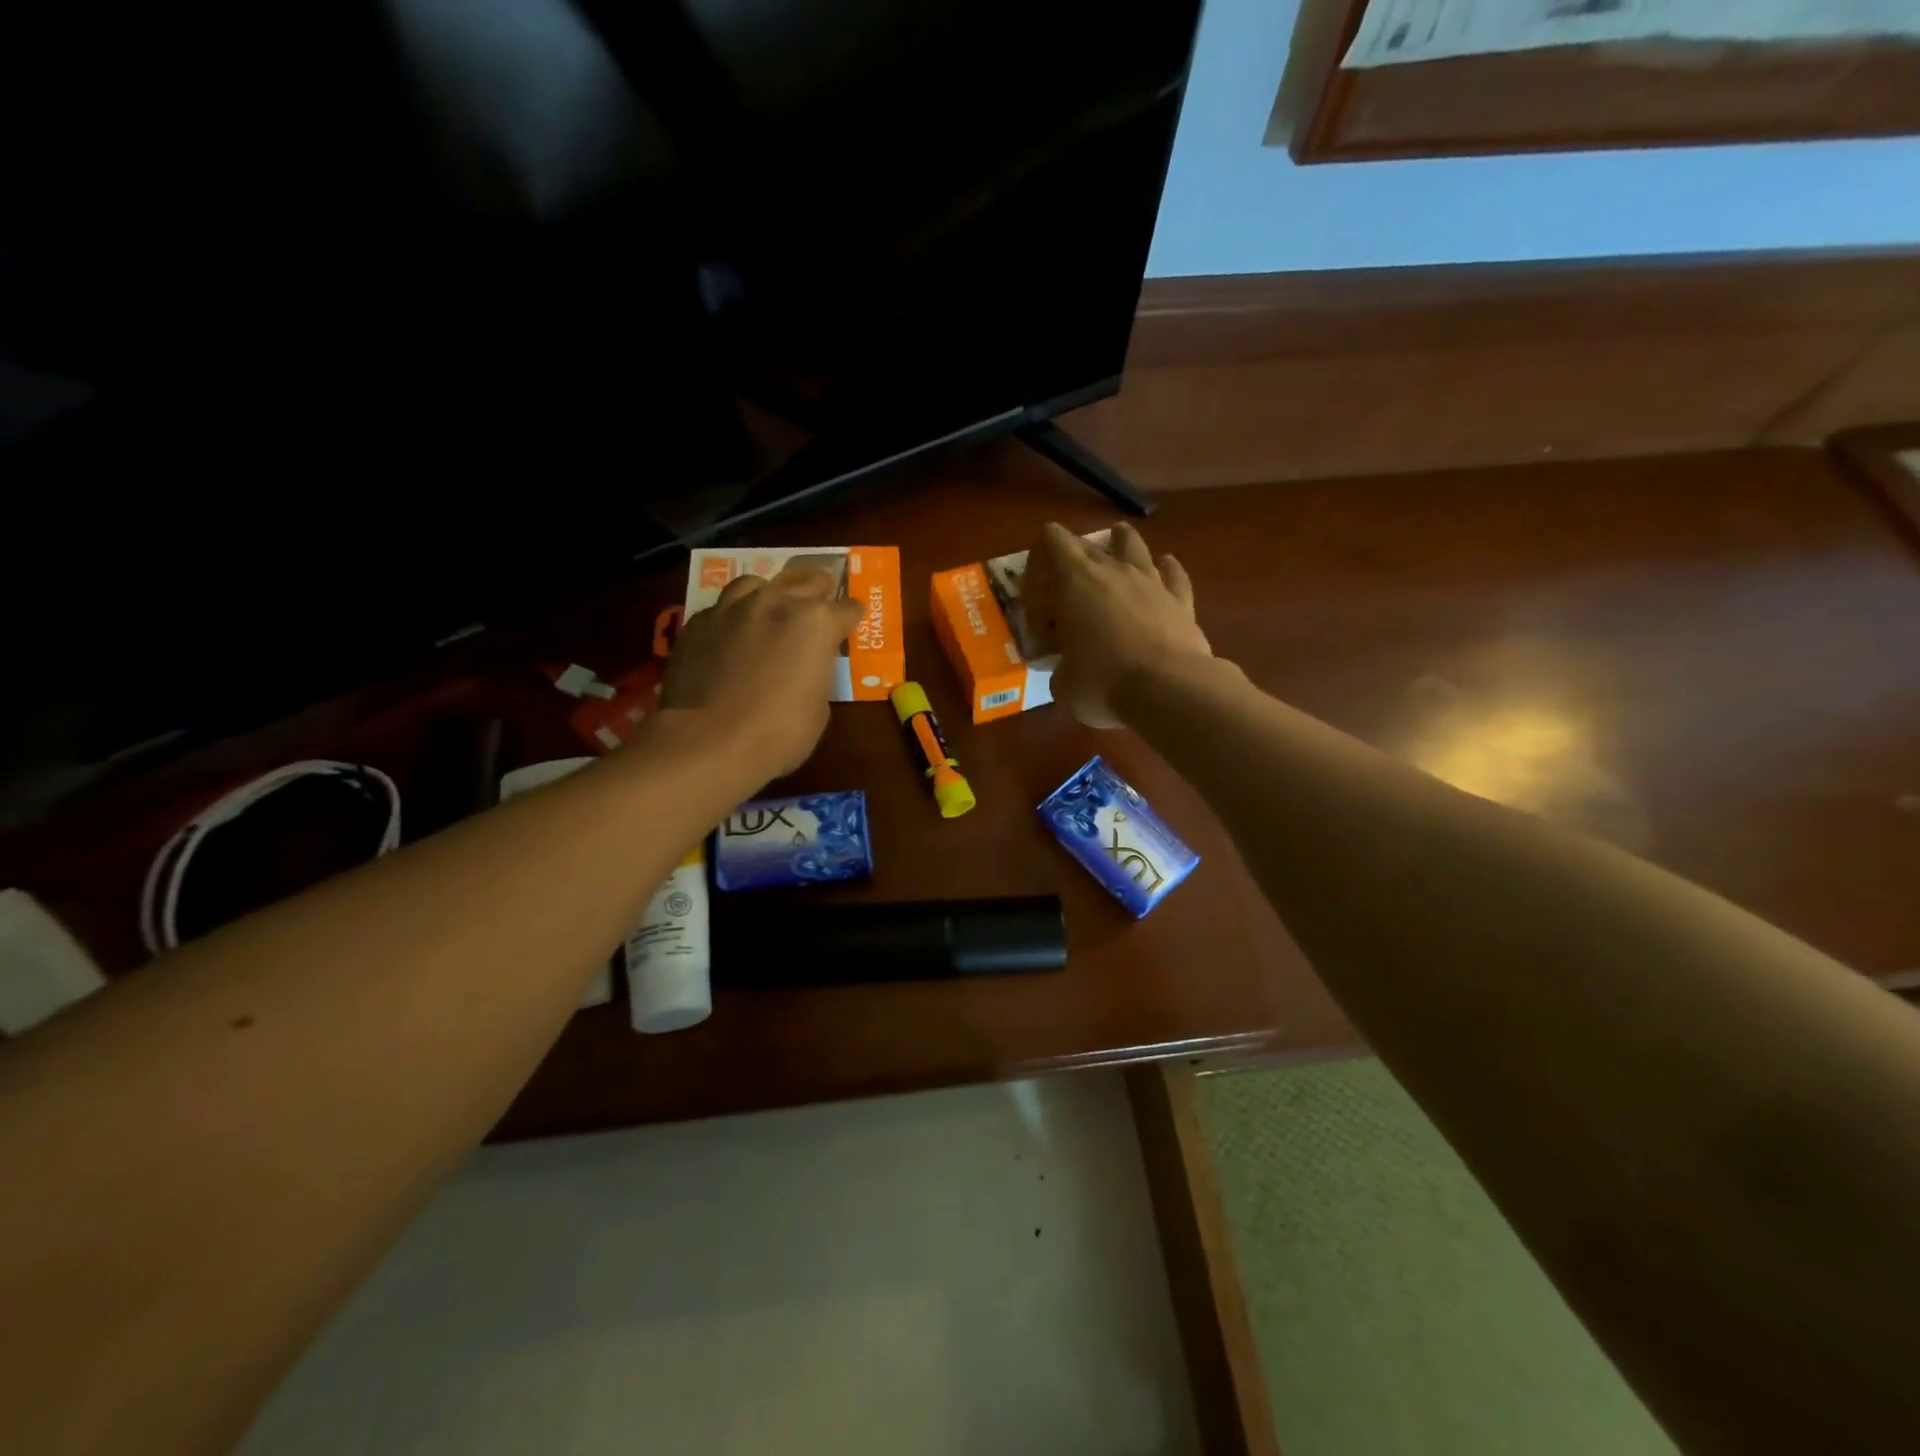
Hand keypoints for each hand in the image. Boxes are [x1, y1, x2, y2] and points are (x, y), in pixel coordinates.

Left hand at [662, 566, 864, 777]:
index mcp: (816, 622)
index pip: (848, 609)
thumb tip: (806, 669)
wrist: (707, 741)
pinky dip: (733, 617)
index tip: (851, 625)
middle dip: (818, 592)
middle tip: (820, 604)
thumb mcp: (818, 708)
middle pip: (806, 582)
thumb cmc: (778, 732)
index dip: (851, 618)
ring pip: (757, 584)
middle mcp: (775, 602)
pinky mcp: (697, 623)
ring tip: (771, 608)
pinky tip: (731, 633)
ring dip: (770, 594)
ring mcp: (732, 609)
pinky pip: (721, 608)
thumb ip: (816, 674)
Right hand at [1024, 521, 1211, 728]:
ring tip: (1116, 545)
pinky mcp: (1181, 600)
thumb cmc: (1104, 684)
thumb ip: (1060, 669)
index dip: (1041, 555)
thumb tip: (1066, 673)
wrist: (1169, 690)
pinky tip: (1165, 565)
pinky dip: (1166, 568)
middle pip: (1089, 543)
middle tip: (1067, 586)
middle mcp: (1114, 571)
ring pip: (1133, 545)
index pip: (1053, 540)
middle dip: (1074, 558)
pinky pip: (1173, 573)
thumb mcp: (1063, 685)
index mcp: (1076, 582)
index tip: (1037, 585)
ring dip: (1121, 543)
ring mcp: (1151, 581)